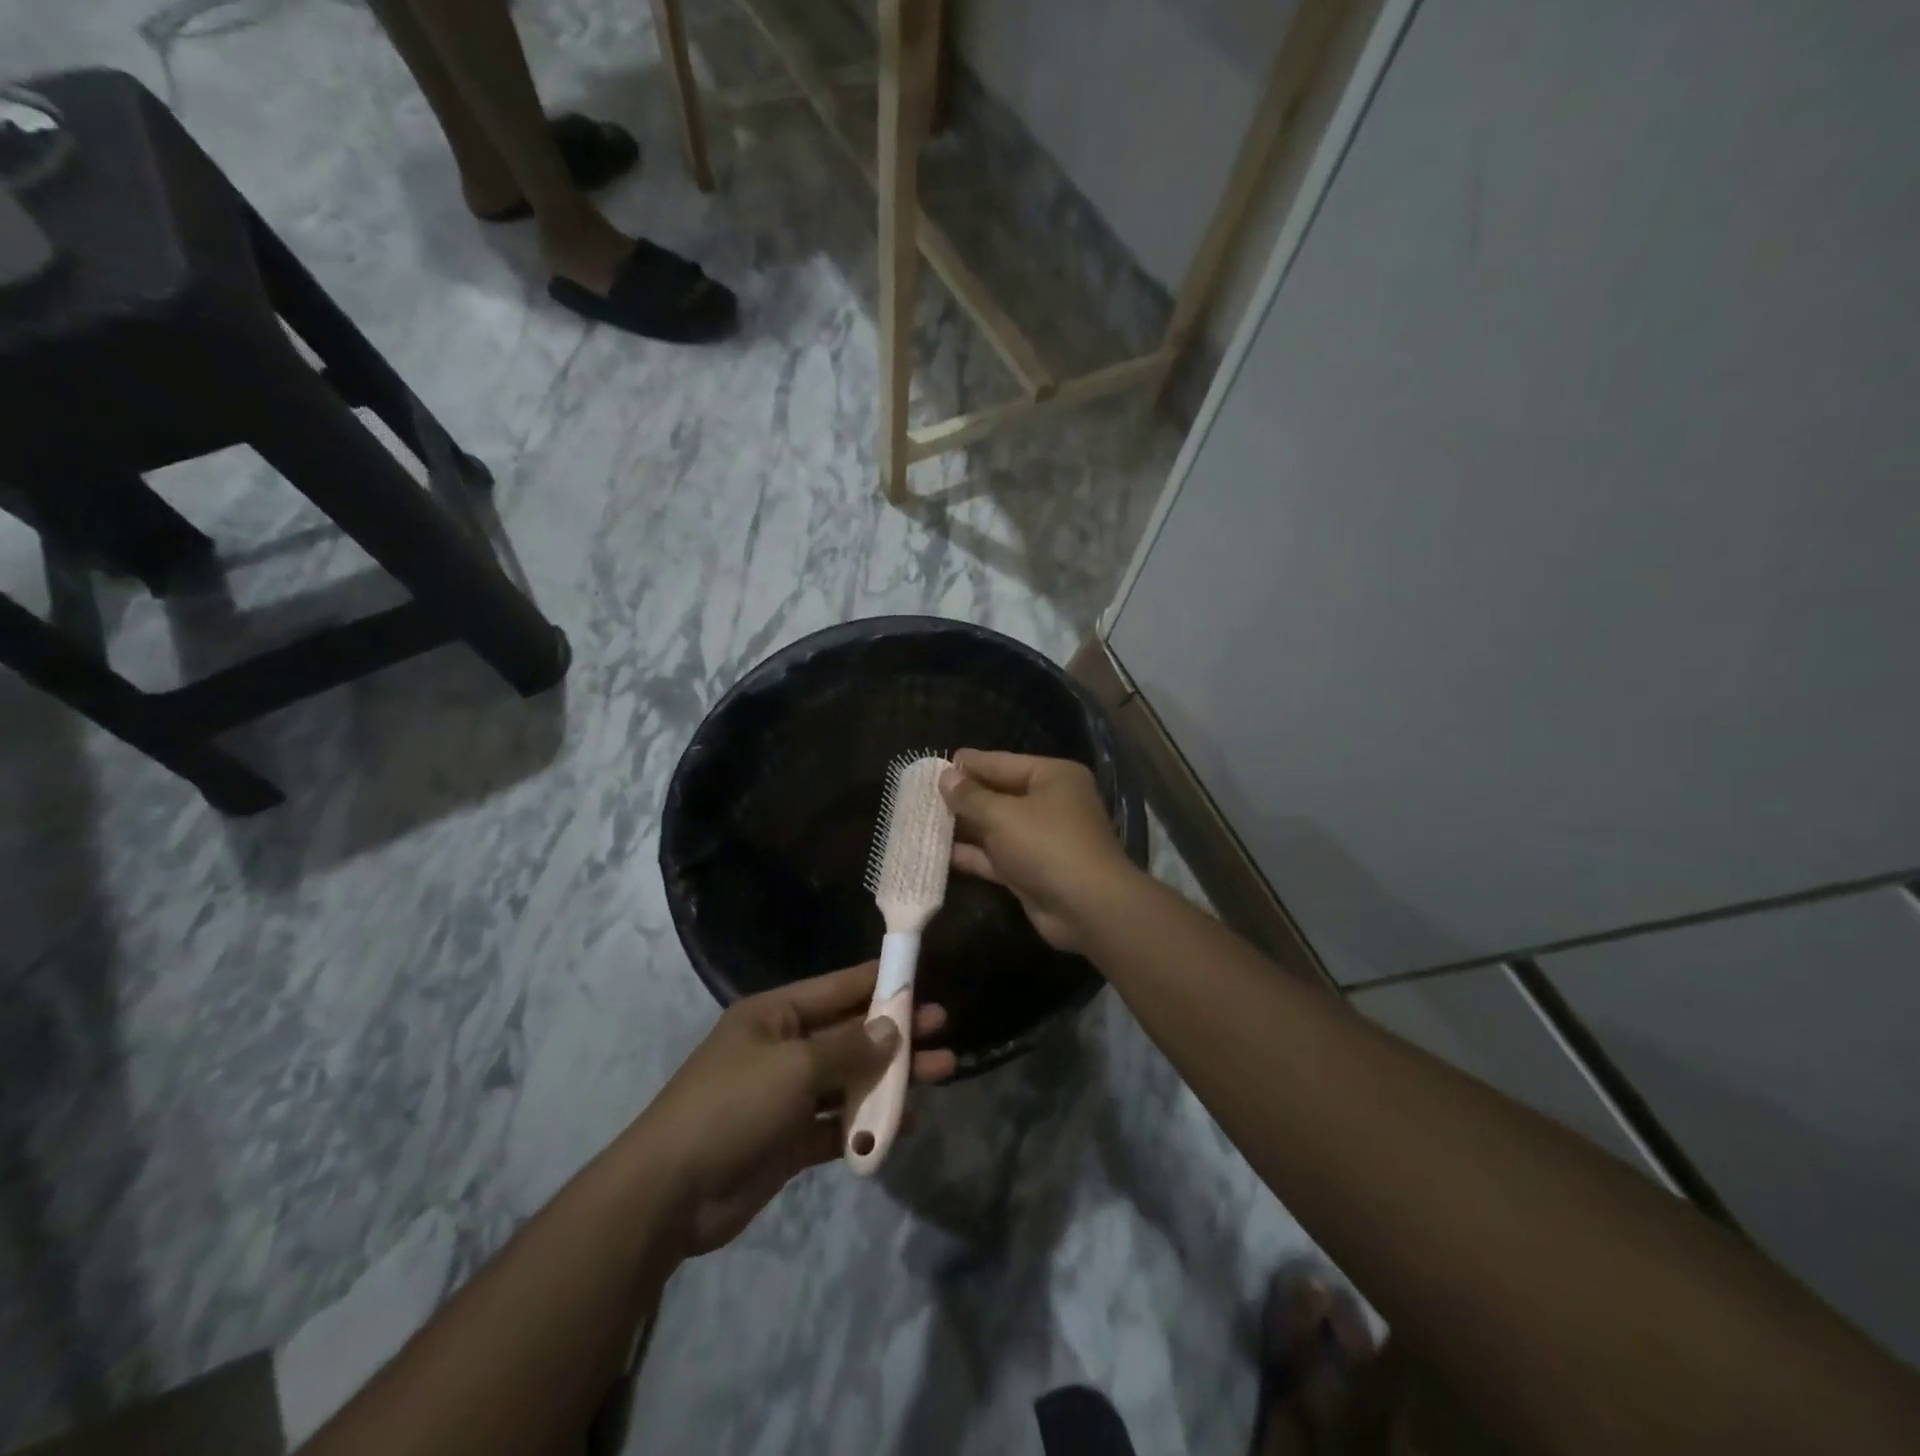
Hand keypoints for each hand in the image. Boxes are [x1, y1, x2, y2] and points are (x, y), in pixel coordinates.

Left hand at [637, 963, 955, 1255]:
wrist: (670, 1193)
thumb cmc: (732, 1107)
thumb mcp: (794, 1068)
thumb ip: (848, 1048)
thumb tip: (891, 1027)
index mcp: (777, 1015)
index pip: (839, 988)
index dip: (880, 982)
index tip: (923, 978)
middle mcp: (784, 1048)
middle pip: (851, 1033)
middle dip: (896, 1032)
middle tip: (943, 1030)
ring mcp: (787, 1095)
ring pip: (851, 1078)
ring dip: (891, 1078)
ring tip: (941, 1073)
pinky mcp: (790, 1139)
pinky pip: (838, 1123)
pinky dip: (868, 1123)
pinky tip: (906, 1123)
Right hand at [938, 749, 1140, 955]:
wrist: (1087, 907)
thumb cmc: (1047, 844)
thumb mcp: (1003, 815)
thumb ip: (970, 797)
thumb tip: (945, 777)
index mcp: (1053, 777)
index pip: (1003, 762)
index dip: (970, 764)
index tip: (936, 765)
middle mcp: (1050, 803)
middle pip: (999, 794)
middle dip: (964, 797)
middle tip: (922, 794)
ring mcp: (1042, 839)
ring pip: (996, 827)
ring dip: (964, 827)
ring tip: (923, 821)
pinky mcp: (1032, 870)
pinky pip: (997, 856)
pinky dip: (973, 855)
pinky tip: (940, 853)